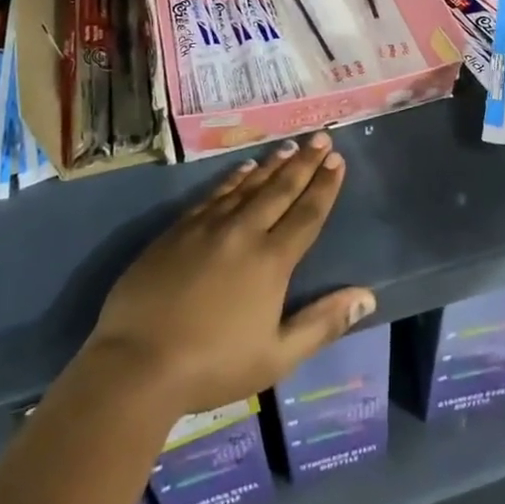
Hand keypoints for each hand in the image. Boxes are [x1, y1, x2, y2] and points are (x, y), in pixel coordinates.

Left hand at [85, 133, 375, 416]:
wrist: (137, 363)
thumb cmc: (213, 366)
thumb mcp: (276, 356)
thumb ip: (322, 323)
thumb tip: (367, 296)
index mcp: (271, 261)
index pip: (307, 214)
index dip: (324, 186)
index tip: (338, 160)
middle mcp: (243, 232)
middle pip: (280, 190)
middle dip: (304, 162)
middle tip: (320, 137)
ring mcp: (207, 227)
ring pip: (247, 186)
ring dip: (272, 165)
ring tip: (289, 147)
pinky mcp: (178, 230)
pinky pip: (213, 194)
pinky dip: (233, 179)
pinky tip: (242, 170)